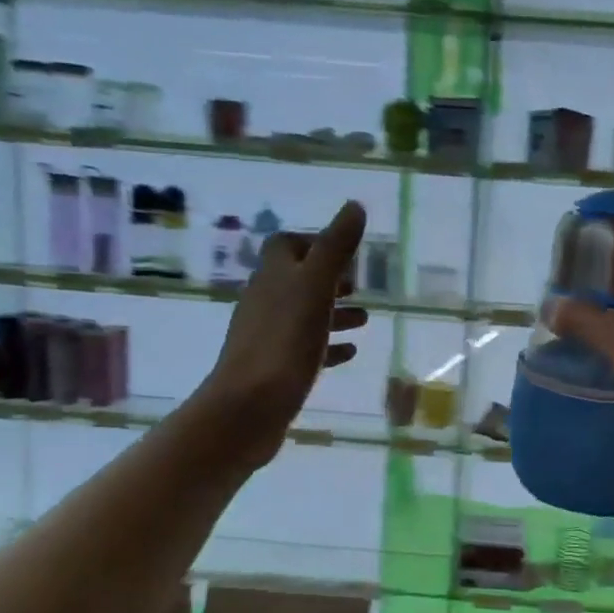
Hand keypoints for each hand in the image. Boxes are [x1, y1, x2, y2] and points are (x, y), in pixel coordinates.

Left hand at [205, 200, 368, 468]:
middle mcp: (265, 301)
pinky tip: (349, 353)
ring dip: (332, 313)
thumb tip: (355, 205)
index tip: (345, 254)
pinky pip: (304, 349)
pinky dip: (327, 345)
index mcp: (273, 277)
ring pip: (303, 315)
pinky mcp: (273, 369)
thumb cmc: (284, 341)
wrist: (248, 407)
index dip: (314, 243)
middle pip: (297, 280)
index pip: (286, 246)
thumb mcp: (316, 287)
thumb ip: (336, 247)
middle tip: (359, 287)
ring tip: (364, 320)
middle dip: (328, 280)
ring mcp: (267, 337)